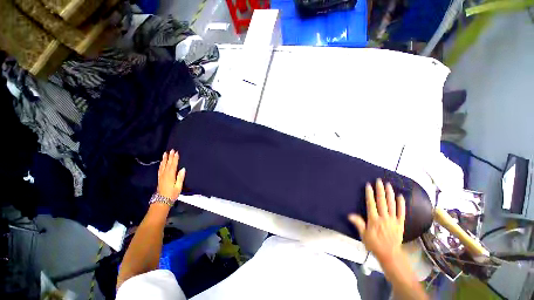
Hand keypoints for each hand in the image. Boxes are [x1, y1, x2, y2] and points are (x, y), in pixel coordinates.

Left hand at [157, 150, 185, 199]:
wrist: (161, 201)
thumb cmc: (172, 194)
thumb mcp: (178, 187)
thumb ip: (180, 177)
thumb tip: (183, 169)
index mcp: (170, 176)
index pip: (173, 165)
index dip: (175, 159)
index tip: (176, 152)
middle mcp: (165, 174)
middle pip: (168, 164)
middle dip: (170, 157)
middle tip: (171, 150)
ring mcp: (161, 176)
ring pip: (163, 165)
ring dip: (164, 159)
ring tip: (165, 153)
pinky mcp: (159, 178)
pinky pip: (160, 169)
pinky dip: (161, 164)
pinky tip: (162, 162)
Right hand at [348, 178, 405, 263]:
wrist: (390, 254)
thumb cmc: (374, 244)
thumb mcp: (363, 235)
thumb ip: (358, 223)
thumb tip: (349, 215)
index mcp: (374, 219)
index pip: (371, 203)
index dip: (369, 194)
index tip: (368, 185)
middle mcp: (384, 217)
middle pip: (382, 201)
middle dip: (380, 190)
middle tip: (379, 181)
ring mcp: (393, 220)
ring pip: (392, 204)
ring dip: (390, 194)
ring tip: (388, 185)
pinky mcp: (400, 223)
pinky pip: (402, 212)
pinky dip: (401, 204)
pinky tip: (400, 196)